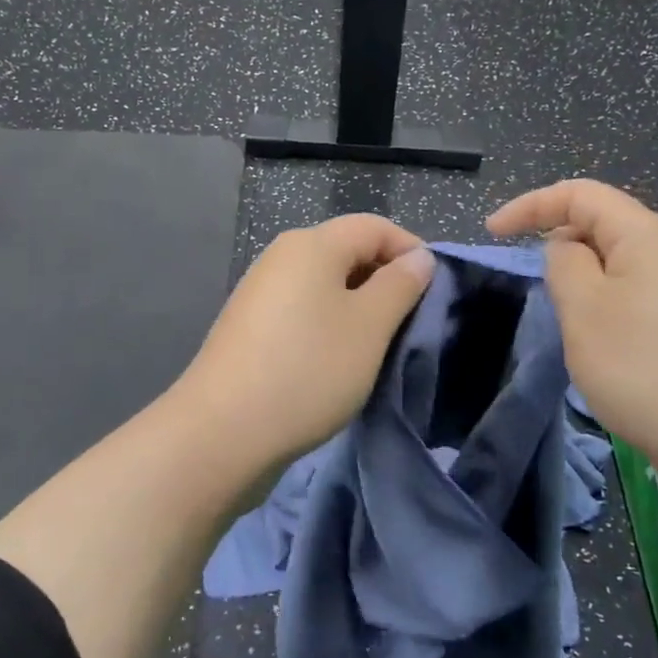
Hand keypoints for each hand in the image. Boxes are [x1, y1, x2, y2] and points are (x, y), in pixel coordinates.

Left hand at [175, 214, 434, 478]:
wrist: (223, 430)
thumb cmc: (308, 369)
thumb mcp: (370, 326)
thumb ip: (400, 284)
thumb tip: (418, 257)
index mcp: (312, 244)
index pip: (375, 226)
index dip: (411, 250)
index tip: (435, 292)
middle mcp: (281, 256)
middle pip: (347, 251)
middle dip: (384, 280)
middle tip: (409, 323)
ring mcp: (260, 290)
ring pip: (325, 284)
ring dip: (358, 306)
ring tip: (377, 346)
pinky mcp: (249, 325)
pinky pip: (302, 309)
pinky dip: (328, 324)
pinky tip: (336, 360)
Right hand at [488, 180, 657, 494]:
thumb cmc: (645, 367)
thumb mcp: (583, 309)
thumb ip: (563, 263)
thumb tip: (567, 248)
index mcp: (647, 234)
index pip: (580, 194)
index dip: (530, 205)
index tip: (492, 233)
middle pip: (602, 226)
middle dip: (558, 246)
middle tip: (537, 291)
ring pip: (618, 266)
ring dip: (583, 284)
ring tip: (571, 327)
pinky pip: (636, 296)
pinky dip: (606, 308)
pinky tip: (605, 349)